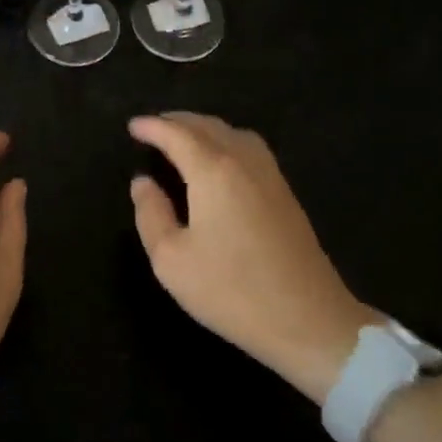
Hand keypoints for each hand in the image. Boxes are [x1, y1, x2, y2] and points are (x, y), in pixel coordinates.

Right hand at [129, 112, 379, 402]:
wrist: (308, 320)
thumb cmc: (231, 291)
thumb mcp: (171, 260)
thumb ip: (151, 214)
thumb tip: (143, 183)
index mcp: (214, 172)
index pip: (177, 135)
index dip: (152, 128)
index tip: (132, 126)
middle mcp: (244, 163)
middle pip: (208, 126)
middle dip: (177, 122)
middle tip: (153, 128)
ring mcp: (271, 176)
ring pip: (233, 133)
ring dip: (204, 128)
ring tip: (183, 138)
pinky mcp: (285, 194)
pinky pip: (250, 149)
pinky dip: (226, 141)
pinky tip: (219, 161)